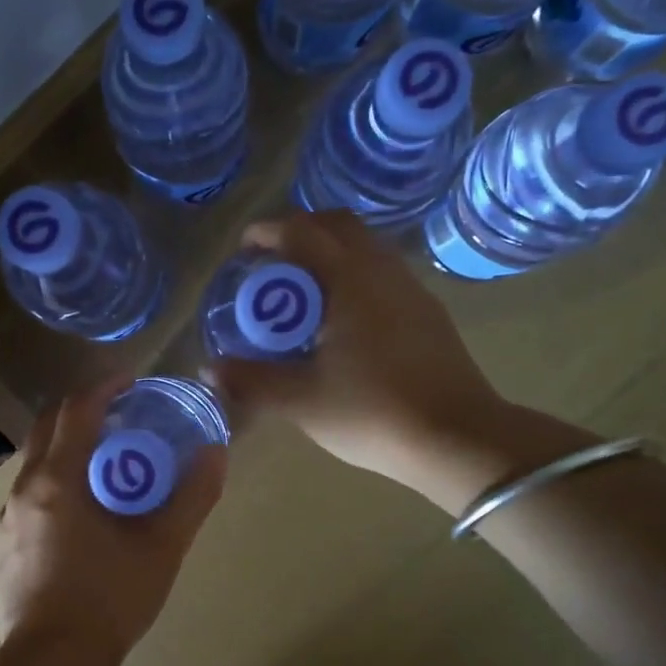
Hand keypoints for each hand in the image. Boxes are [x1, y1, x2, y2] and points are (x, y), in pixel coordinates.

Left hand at [0, 378, 226, 660]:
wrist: (52, 662)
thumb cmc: (109, 600)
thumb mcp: (162, 547)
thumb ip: (192, 497)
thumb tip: (215, 453)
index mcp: (57, 479)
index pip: (76, 410)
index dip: (104, 387)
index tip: (131, 380)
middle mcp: (24, 489)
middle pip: (47, 426)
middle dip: (82, 410)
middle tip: (120, 416)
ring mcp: (7, 518)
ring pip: (34, 461)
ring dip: (67, 447)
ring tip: (105, 464)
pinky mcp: (3, 545)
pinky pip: (28, 493)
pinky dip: (54, 480)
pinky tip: (81, 512)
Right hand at [209, 211, 520, 506]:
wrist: (457, 440)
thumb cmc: (373, 413)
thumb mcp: (301, 401)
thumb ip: (250, 381)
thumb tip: (208, 369)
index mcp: (350, 280)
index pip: (302, 233)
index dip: (268, 232)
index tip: (243, 249)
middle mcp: (383, 271)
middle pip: (339, 226)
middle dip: (300, 232)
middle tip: (272, 263)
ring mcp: (411, 290)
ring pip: (366, 247)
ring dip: (330, 254)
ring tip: (302, 292)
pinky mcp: (427, 313)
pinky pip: (382, 273)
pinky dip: (353, 275)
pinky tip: (341, 319)